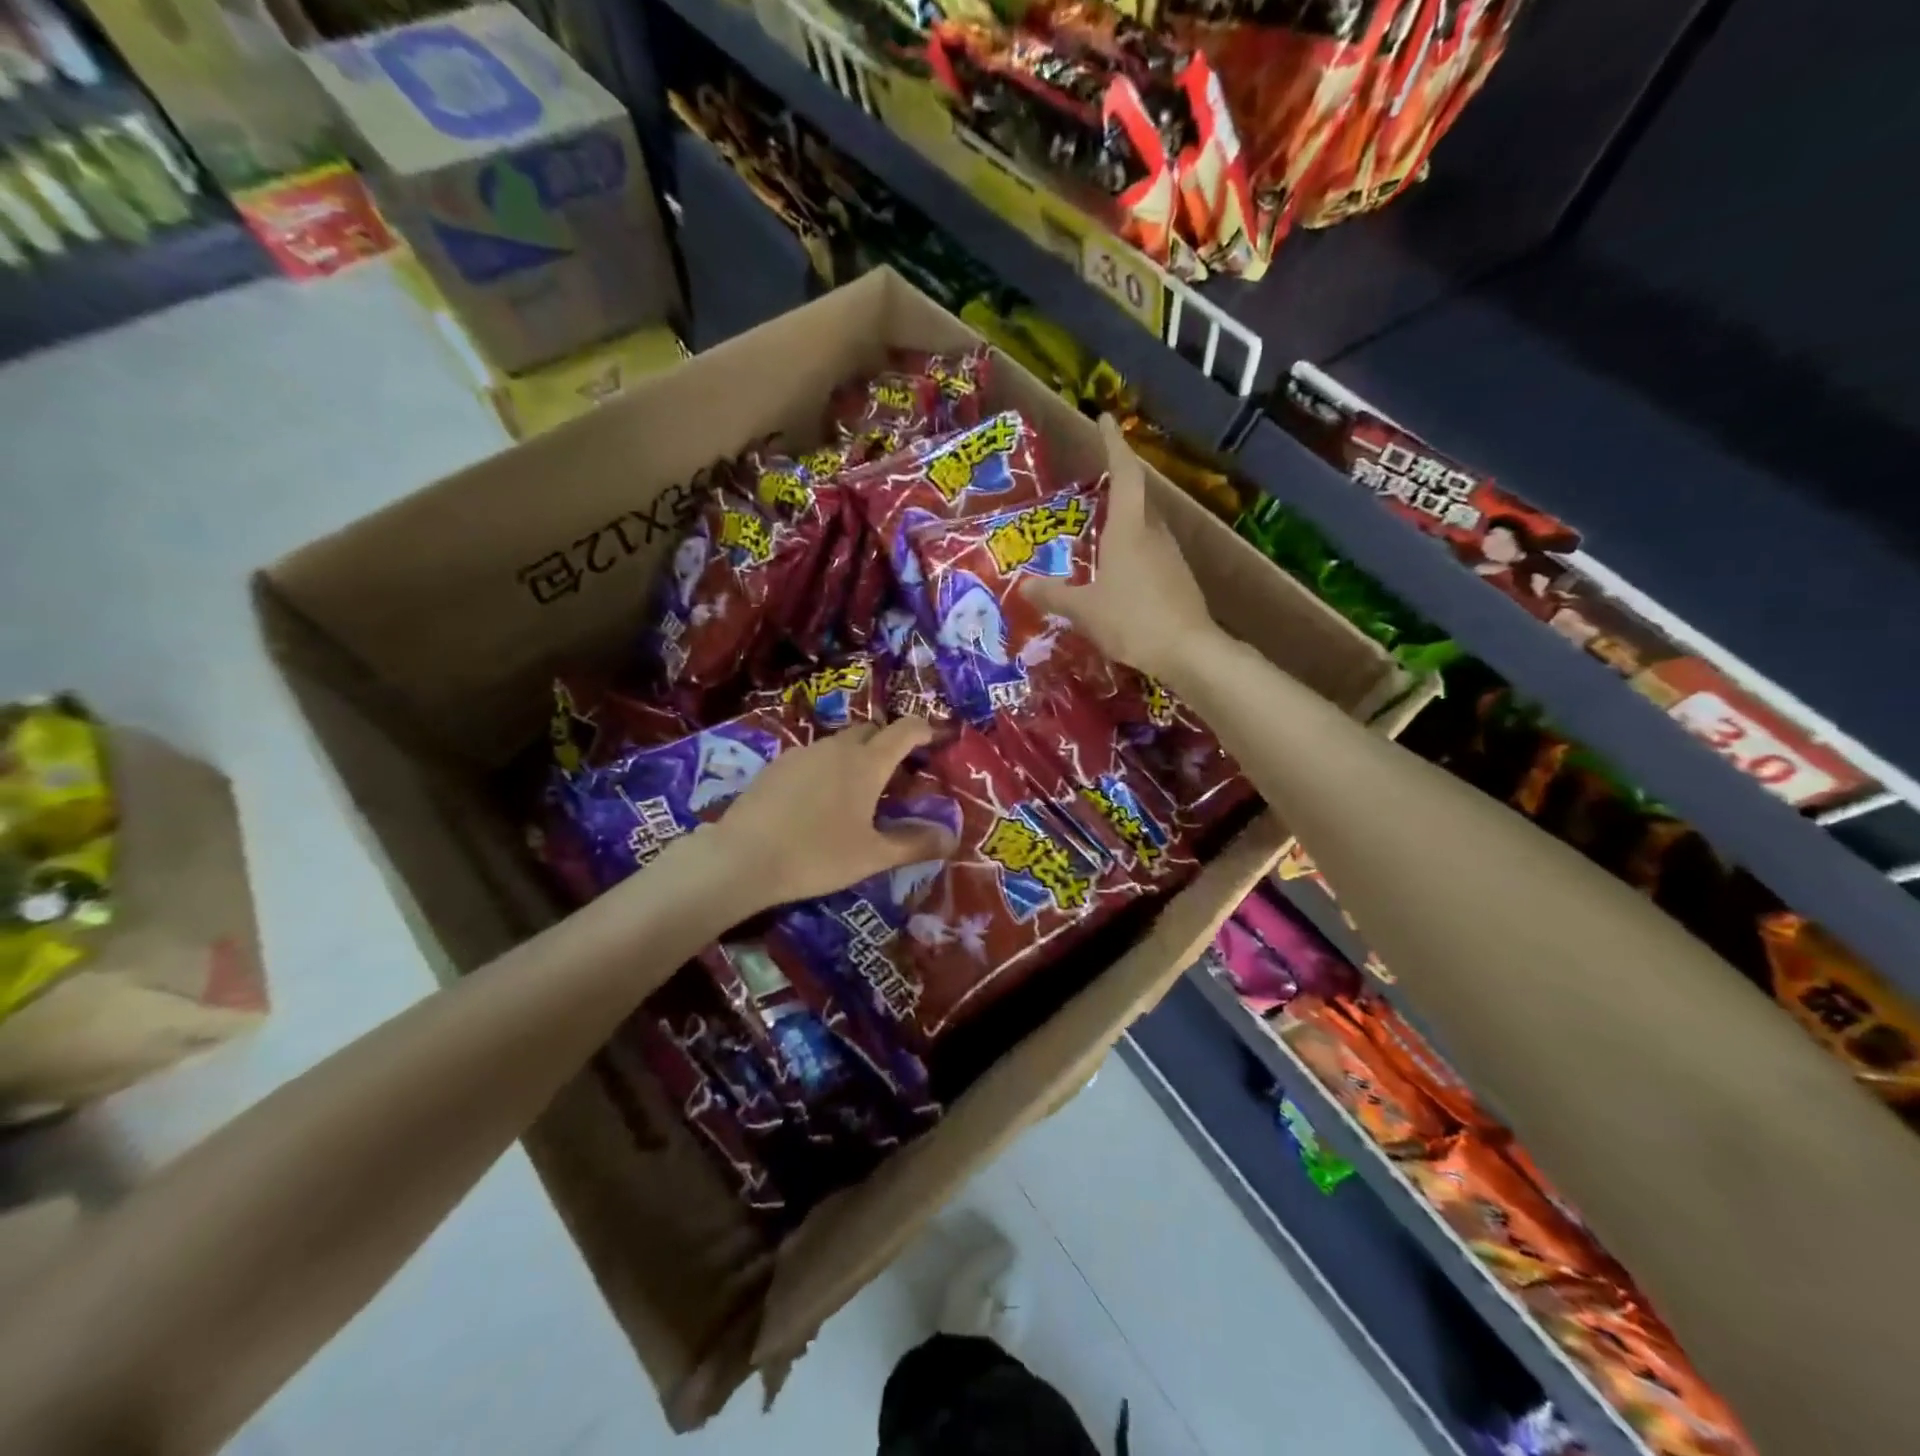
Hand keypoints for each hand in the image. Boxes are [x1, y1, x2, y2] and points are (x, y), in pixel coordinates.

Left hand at [709, 717, 952, 911]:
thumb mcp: (872, 856)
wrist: (743, 857)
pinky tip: (819, 797)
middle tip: (897, 770)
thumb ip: (913, 844)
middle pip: (870, 730)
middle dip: (888, 742)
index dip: (924, 729)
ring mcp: (803, 752)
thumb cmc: (817, 855)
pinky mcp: (777, 765)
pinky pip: (813, 755)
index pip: (904, 730)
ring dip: (856, 754)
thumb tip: (951, 839)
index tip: (935, 738)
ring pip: (839, 742)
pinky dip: (827, 766)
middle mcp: (837, 748)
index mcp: (867, 763)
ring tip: (858, 787)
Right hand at [1021, 414, 1215, 681]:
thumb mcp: (1084, 610)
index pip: (1124, 474)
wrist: (1189, 651)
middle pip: (1137, 499)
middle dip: (1118, 487)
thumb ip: (1054, 596)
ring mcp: (1170, 557)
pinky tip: (1119, 575)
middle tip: (1094, 487)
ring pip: (1146, 528)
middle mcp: (1154, 534)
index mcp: (1129, 529)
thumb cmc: (1132, 620)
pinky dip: (1133, 553)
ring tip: (1100, 534)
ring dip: (1125, 523)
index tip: (1106, 419)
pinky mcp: (1179, 580)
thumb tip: (1024, 586)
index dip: (1114, 445)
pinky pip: (1151, 554)